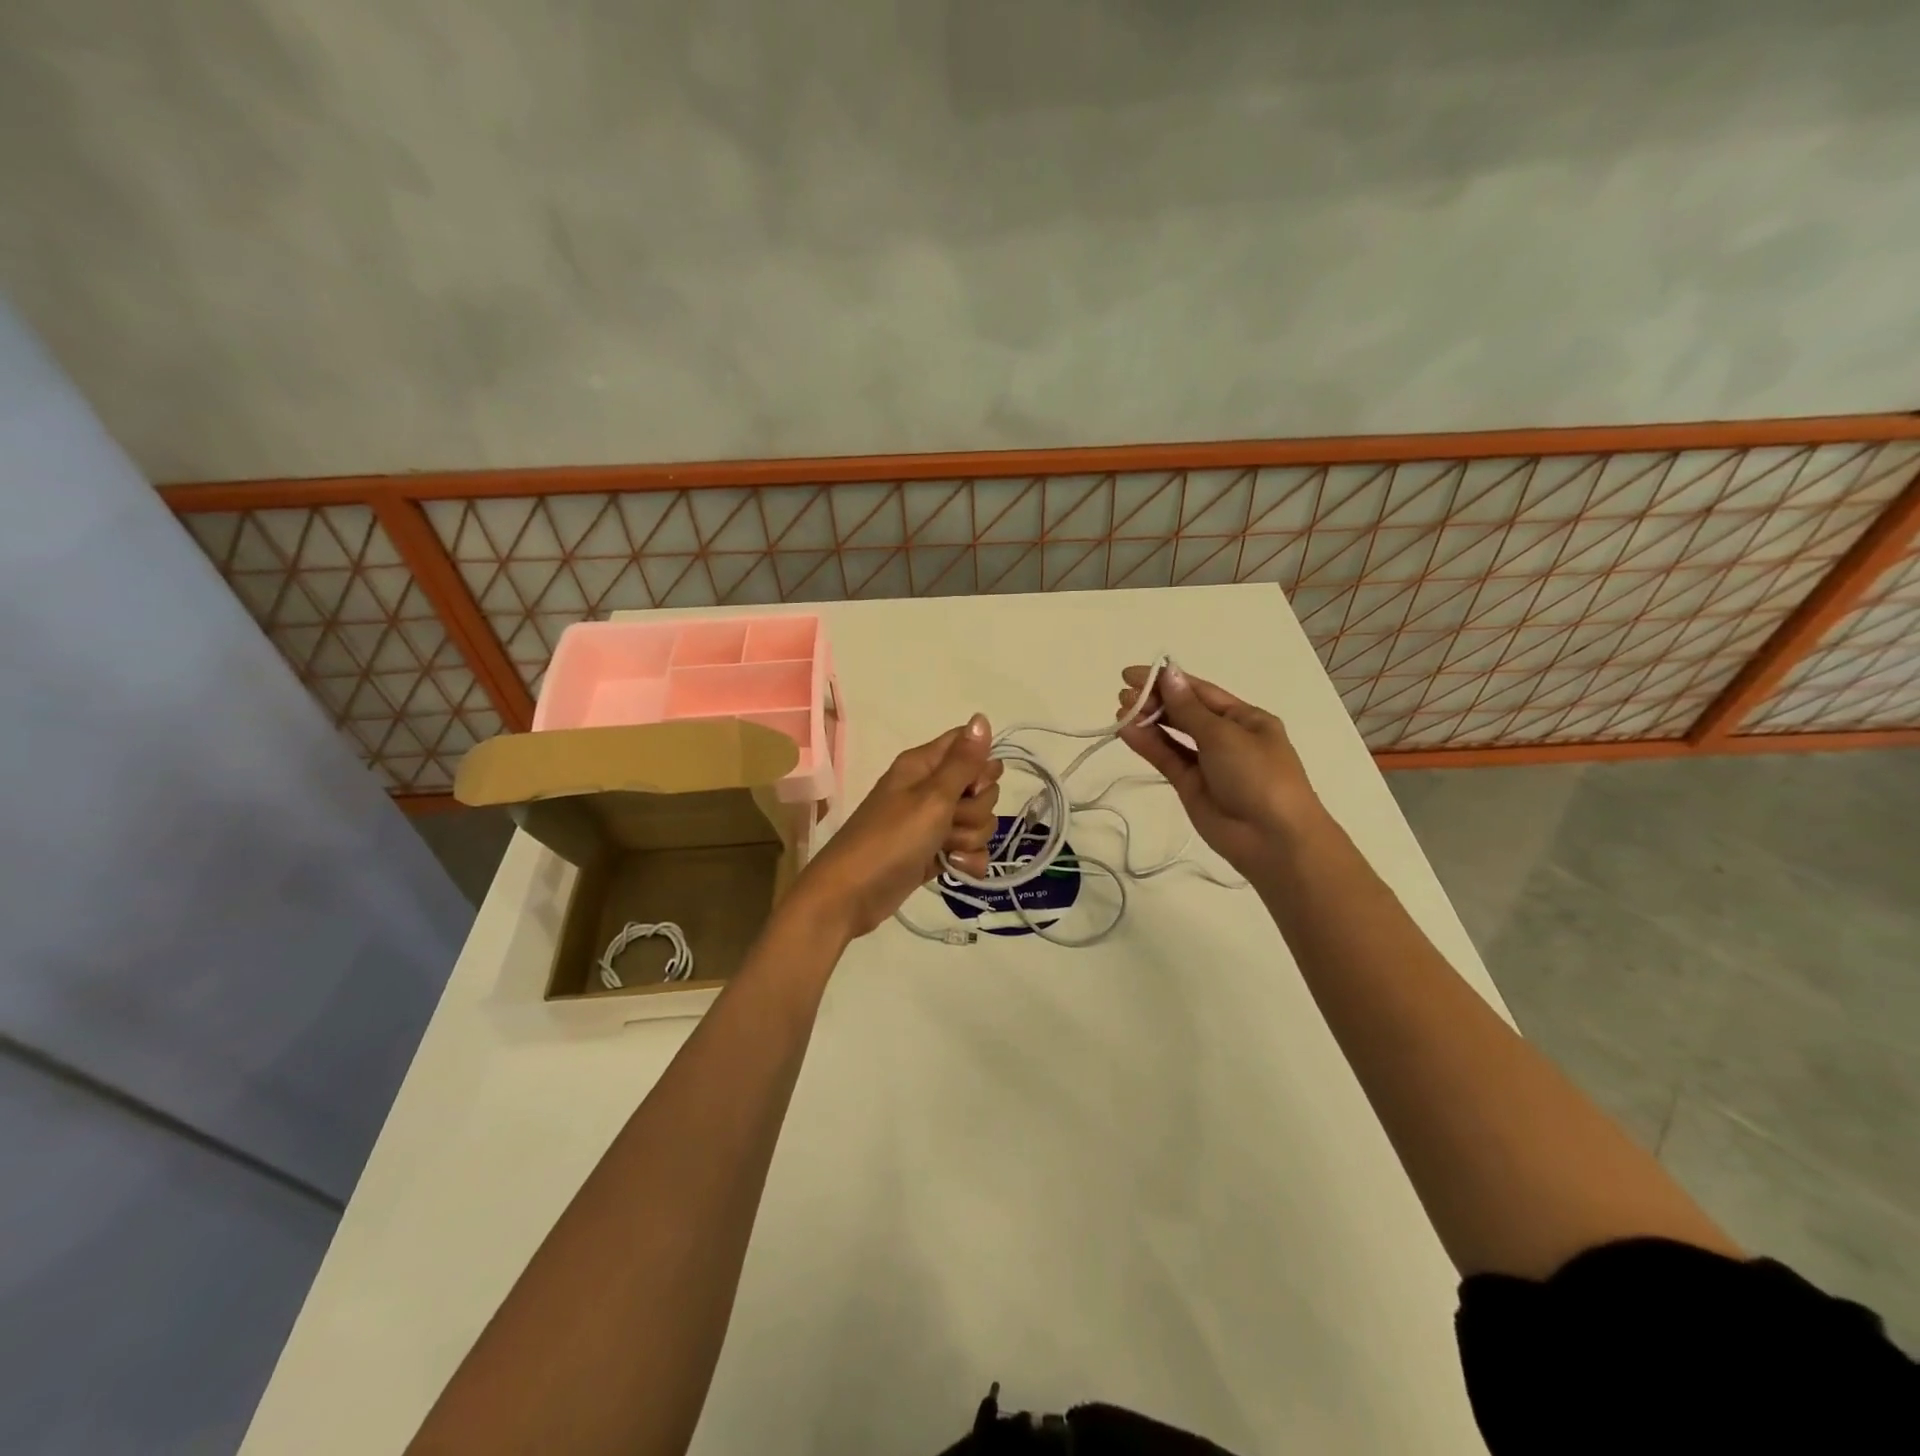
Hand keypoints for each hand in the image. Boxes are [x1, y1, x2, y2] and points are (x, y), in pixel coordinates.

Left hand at [792, 715, 1003, 938]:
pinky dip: (967, 860)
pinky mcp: (935, 853)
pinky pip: (969, 848)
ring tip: (946, 849)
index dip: (980, 765)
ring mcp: (932, 823)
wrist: (851, 896)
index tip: (973, 786)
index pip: (967, 745)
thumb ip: (963, 761)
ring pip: (978, 821)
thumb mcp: (931, 797)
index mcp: (923, 765)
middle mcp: (929, 788)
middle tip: (950, 820)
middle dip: (976, 809)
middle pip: (980, 787)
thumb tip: (982, 717)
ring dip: (970, 837)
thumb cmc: (890, 839)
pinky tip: (955, 868)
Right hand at [1116, 664, 1321, 879]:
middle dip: (1155, 700)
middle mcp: (1226, 737)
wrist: (1273, 839)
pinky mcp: (1190, 786)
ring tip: (1120, 710)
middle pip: (1184, 712)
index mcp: (1245, 718)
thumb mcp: (1224, 735)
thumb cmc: (1258, 776)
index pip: (1200, 692)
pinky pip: (1167, 759)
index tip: (1133, 674)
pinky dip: (1148, 744)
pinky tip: (1126, 731)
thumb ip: (1188, 708)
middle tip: (1123, 694)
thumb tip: (1168, 674)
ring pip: (1172, 736)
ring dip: (1148, 721)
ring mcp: (1208, 763)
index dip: (1168, 680)